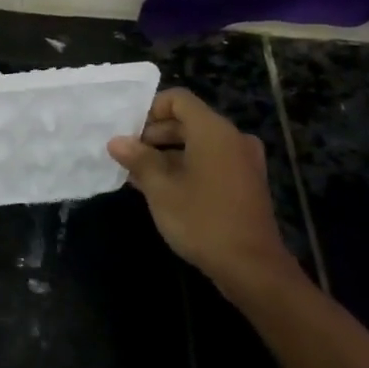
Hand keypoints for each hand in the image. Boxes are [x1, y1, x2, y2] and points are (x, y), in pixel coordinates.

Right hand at [108, 88, 299, 296]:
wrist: (252, 267)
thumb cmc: (202, 220)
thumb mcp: (161, 189)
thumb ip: (138, 159)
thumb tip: (116, 141)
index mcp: (213, 131)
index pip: (178, 100)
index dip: (150, 109)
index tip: (129, 132)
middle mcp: (232, 138)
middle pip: (188, 120)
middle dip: (156, 133)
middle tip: (129, 154)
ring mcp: (243, 160)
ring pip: (199, 142)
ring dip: (169, 152)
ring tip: (140, 173)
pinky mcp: (246, 182)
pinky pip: (212, 160)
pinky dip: (188, 165)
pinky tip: (164, 188)